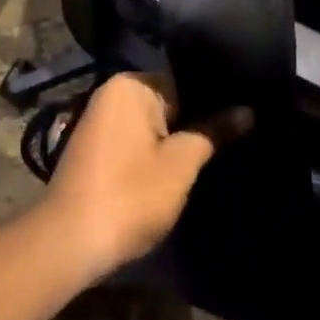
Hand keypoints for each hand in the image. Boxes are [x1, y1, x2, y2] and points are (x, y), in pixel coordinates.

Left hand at [43, 74, 251, 280]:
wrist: (71, 239)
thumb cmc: (130, 194)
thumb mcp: (180, 165)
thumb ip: (213, 132)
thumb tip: (248, 110)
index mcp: (130, 85)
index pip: (184, 81)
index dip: (214, 100)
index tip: (244, 113)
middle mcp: (111, 93)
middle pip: (168, 101)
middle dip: (196, 120)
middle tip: (238, 135)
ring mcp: (100, 119)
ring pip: (152, 123)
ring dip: (176, 138)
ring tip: (217, 150)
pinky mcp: (95, 146)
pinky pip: (135, 138)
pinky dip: (155, 150)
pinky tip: (178, 168)